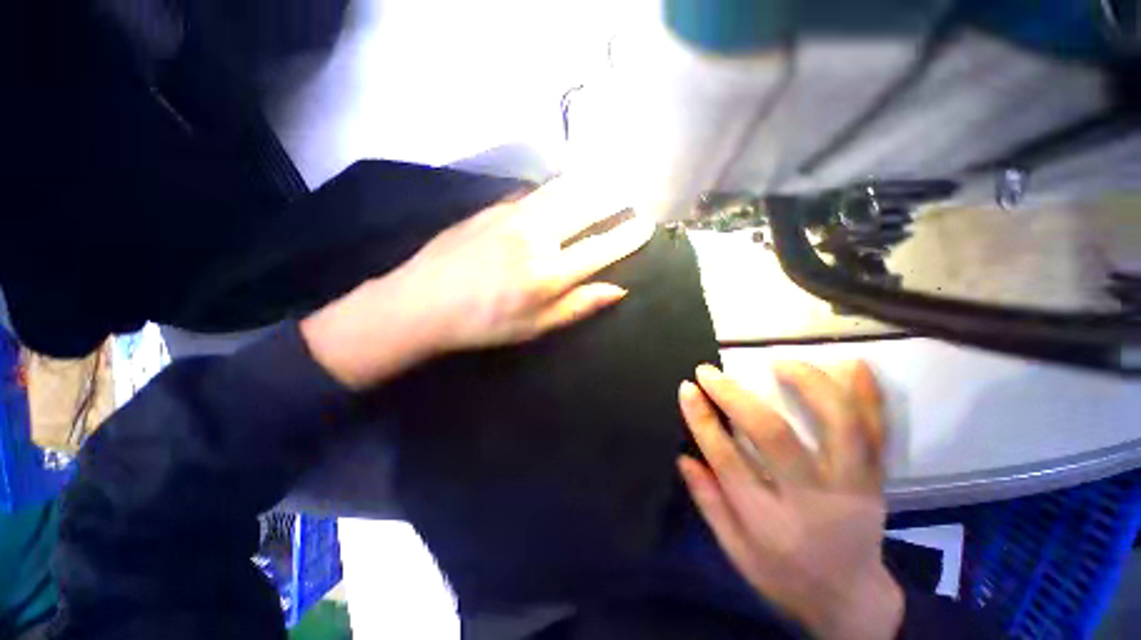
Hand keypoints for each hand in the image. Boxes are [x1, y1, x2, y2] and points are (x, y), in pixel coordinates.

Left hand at [301, 176, 653, 388]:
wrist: (421, 302)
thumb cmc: (483, 324)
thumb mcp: (535, 326)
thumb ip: (578, 305)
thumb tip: (617, 290)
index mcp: (548, 273)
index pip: (600, 248)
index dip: (627, 236)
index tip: (646, 223)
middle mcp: (536, 237)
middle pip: (584, 208)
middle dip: (612, 199)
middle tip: (629, 193)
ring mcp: (512, 216)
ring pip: (561, 191)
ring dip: (587, 184)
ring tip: (604, 180)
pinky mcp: (492, 208)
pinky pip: (534, 193)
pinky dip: (556, 188)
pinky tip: (561, 189)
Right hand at [677, 361, 903, 639]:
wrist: (851, 599)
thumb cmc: (784, 576)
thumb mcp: (736, 552)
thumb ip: (709, 502)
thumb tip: (682, 456)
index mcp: (770, 523)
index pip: (727, 460)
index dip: (702, 419)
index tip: (687, 388)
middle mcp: (814, 502)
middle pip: (775, 437)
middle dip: (736, 397)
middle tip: (709, 372)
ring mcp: (853, 487)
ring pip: (838, 427)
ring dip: (809, 385)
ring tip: (779, 362)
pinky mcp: (875, 479)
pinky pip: (878, 433)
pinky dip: (869, 396)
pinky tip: (853, 364)